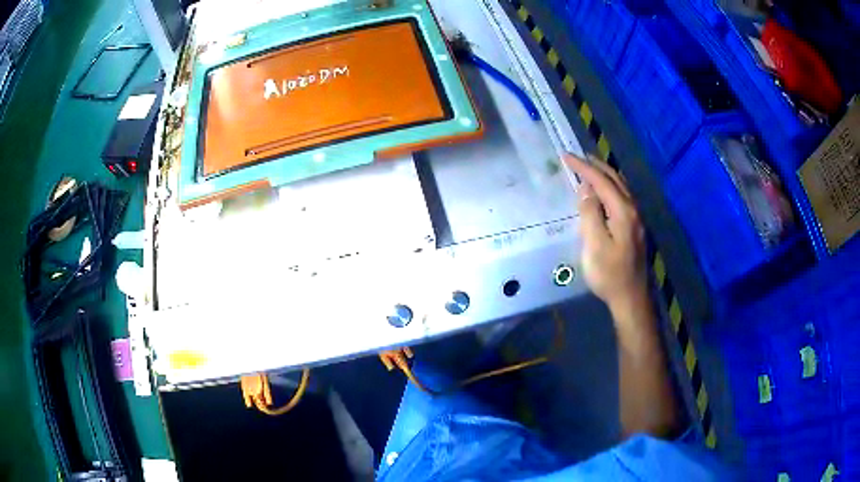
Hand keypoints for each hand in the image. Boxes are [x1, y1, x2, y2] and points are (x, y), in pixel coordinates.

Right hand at [564, 154, 646, 312]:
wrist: (630, 297)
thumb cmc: (609, 274)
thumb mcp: (594, 245)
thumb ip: (590, 213)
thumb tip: (585, 189)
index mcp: (623, 211)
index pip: (601, 181)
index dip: (583, 167)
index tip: (565, 156)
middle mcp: (633, 210)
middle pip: (615, 179)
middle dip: (596, 165)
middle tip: (578, 156)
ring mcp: (636, 219)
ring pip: (621, 187)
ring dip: (605, 174)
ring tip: (590, 167)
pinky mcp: (635, 228)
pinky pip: (623, 197)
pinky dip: (611, 186)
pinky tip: (604, 192)